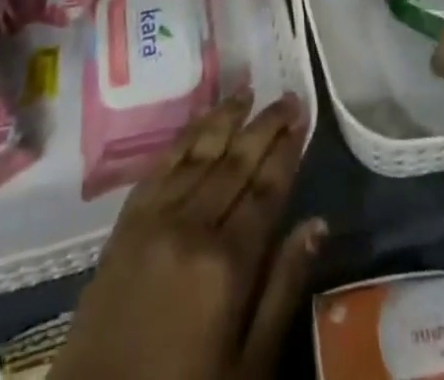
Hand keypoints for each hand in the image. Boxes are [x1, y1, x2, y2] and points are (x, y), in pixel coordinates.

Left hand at [52, 92, 323, 379]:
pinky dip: (185, 137)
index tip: (302, 116)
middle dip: (265, 125)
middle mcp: (192, 225)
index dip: (286, 150)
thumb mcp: (249, 366)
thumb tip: (317, 224)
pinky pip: (161, 165)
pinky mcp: (126, 221)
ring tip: (247, 91)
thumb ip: (283, 288)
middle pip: (236, 161)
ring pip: (198, 152)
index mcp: (228, 263)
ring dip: (225, 118)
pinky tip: (200, 122)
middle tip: (287, 96)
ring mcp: (154, 217)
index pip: (266, 189)